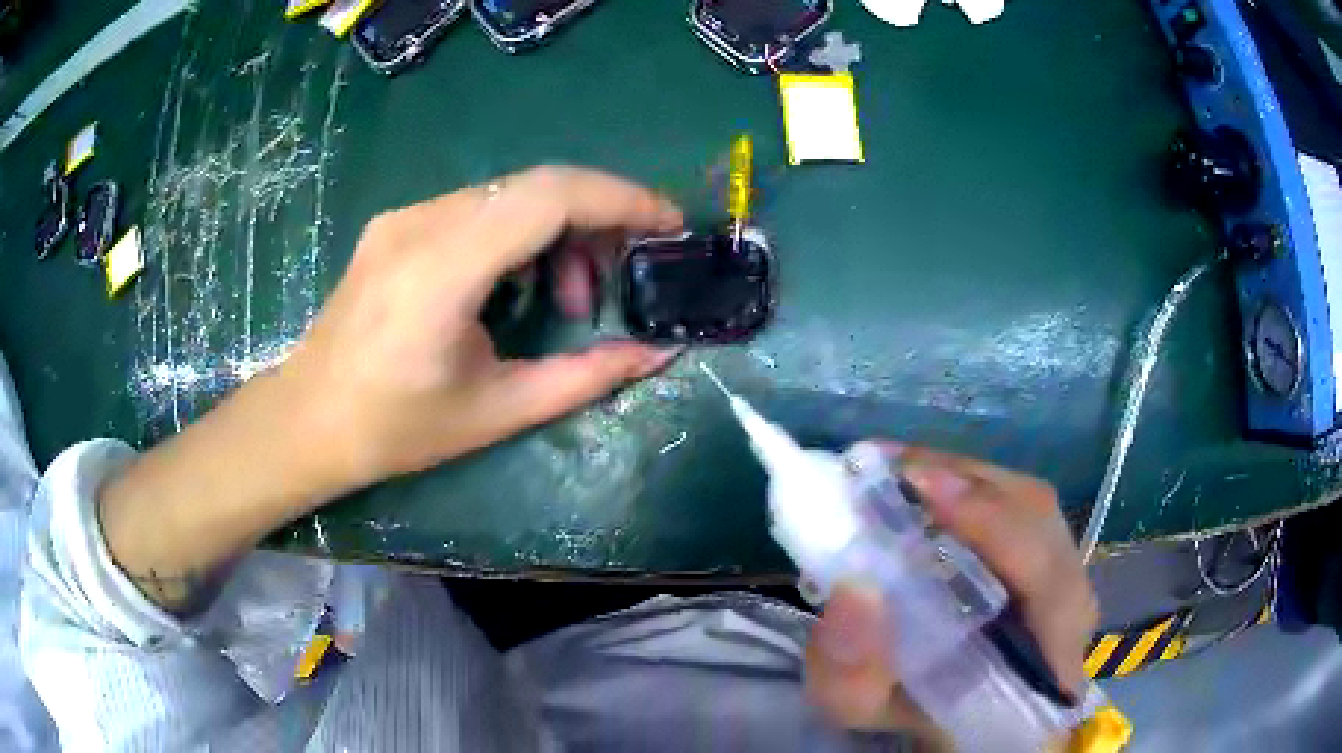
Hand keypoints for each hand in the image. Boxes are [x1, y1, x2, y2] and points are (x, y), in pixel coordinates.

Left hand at [286, 166, 683, 487]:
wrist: (308, 420)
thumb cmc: (396, 429)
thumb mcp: (498, 411)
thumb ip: (586, 377)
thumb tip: (660, 352)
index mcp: (442, 269)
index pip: (550, 196)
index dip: (621, 199)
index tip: (668, 224)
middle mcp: (421, 222)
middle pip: (536, 185)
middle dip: (598, 219)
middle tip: (618, 278)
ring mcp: (405, 217)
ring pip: (510, 193)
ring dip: (557, 231)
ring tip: (567, 298)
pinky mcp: (397, 223)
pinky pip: (479, 207)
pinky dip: (520, 234)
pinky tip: (518, 284)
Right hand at [805, 444, 1097, 741]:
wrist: (954, 717)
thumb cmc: (914, 718)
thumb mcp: (865, 711)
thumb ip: (851, 674)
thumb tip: (854, 588)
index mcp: (1045, 663)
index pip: (1046, 579)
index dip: (993, 525)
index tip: (920, 487)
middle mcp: (1073, 610)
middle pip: (1041, 521)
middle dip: (969, 484)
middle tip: (893, 468)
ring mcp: (1068, 577)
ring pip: (1033, 505)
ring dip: (969, 478)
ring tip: (903, 469)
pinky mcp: (1051, 558)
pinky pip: (1023, 508)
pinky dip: (975, 486)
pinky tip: (930, 483)